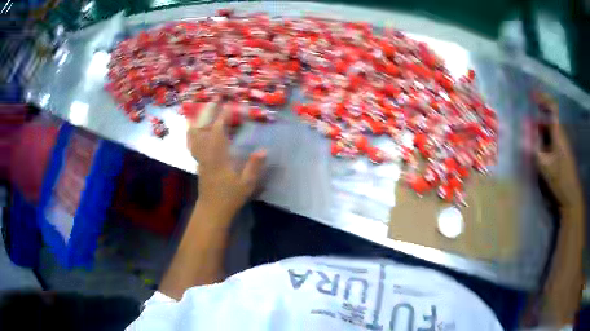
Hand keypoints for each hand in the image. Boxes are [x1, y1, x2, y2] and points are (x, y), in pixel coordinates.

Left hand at [187, 103, 265, 219]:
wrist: (212, 210)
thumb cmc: (229, 197)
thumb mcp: (246, 184)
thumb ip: (254, 167)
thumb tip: (264, 150)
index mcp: (218, 157)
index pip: (218, 132)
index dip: (223, 116)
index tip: (228, 104)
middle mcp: (206, 154)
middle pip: (203, 128)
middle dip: (208, 112)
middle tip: (214, 99)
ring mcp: (200, 157)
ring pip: (194, 135)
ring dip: (198, 119)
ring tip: (201, 107)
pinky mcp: (198, 161)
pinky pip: (192, 143)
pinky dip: (192, 132)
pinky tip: (193, 127)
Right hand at [534, 93, 582, 212]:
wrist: (571, 196)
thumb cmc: (559, 179)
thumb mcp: (544, 164)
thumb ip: (534, 147)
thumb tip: (523, 132)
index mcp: (559, 132)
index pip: (553, 107)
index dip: (543, 98)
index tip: (531, 95)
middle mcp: (562, 134)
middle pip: (551, 117)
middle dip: (539, 115)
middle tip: (527, 118)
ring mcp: (563, 144)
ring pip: (551, 129)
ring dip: (541, 128)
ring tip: (530, 134)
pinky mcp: (563, 153)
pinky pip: (553, 139)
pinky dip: (545, 138)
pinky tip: (539, 147)